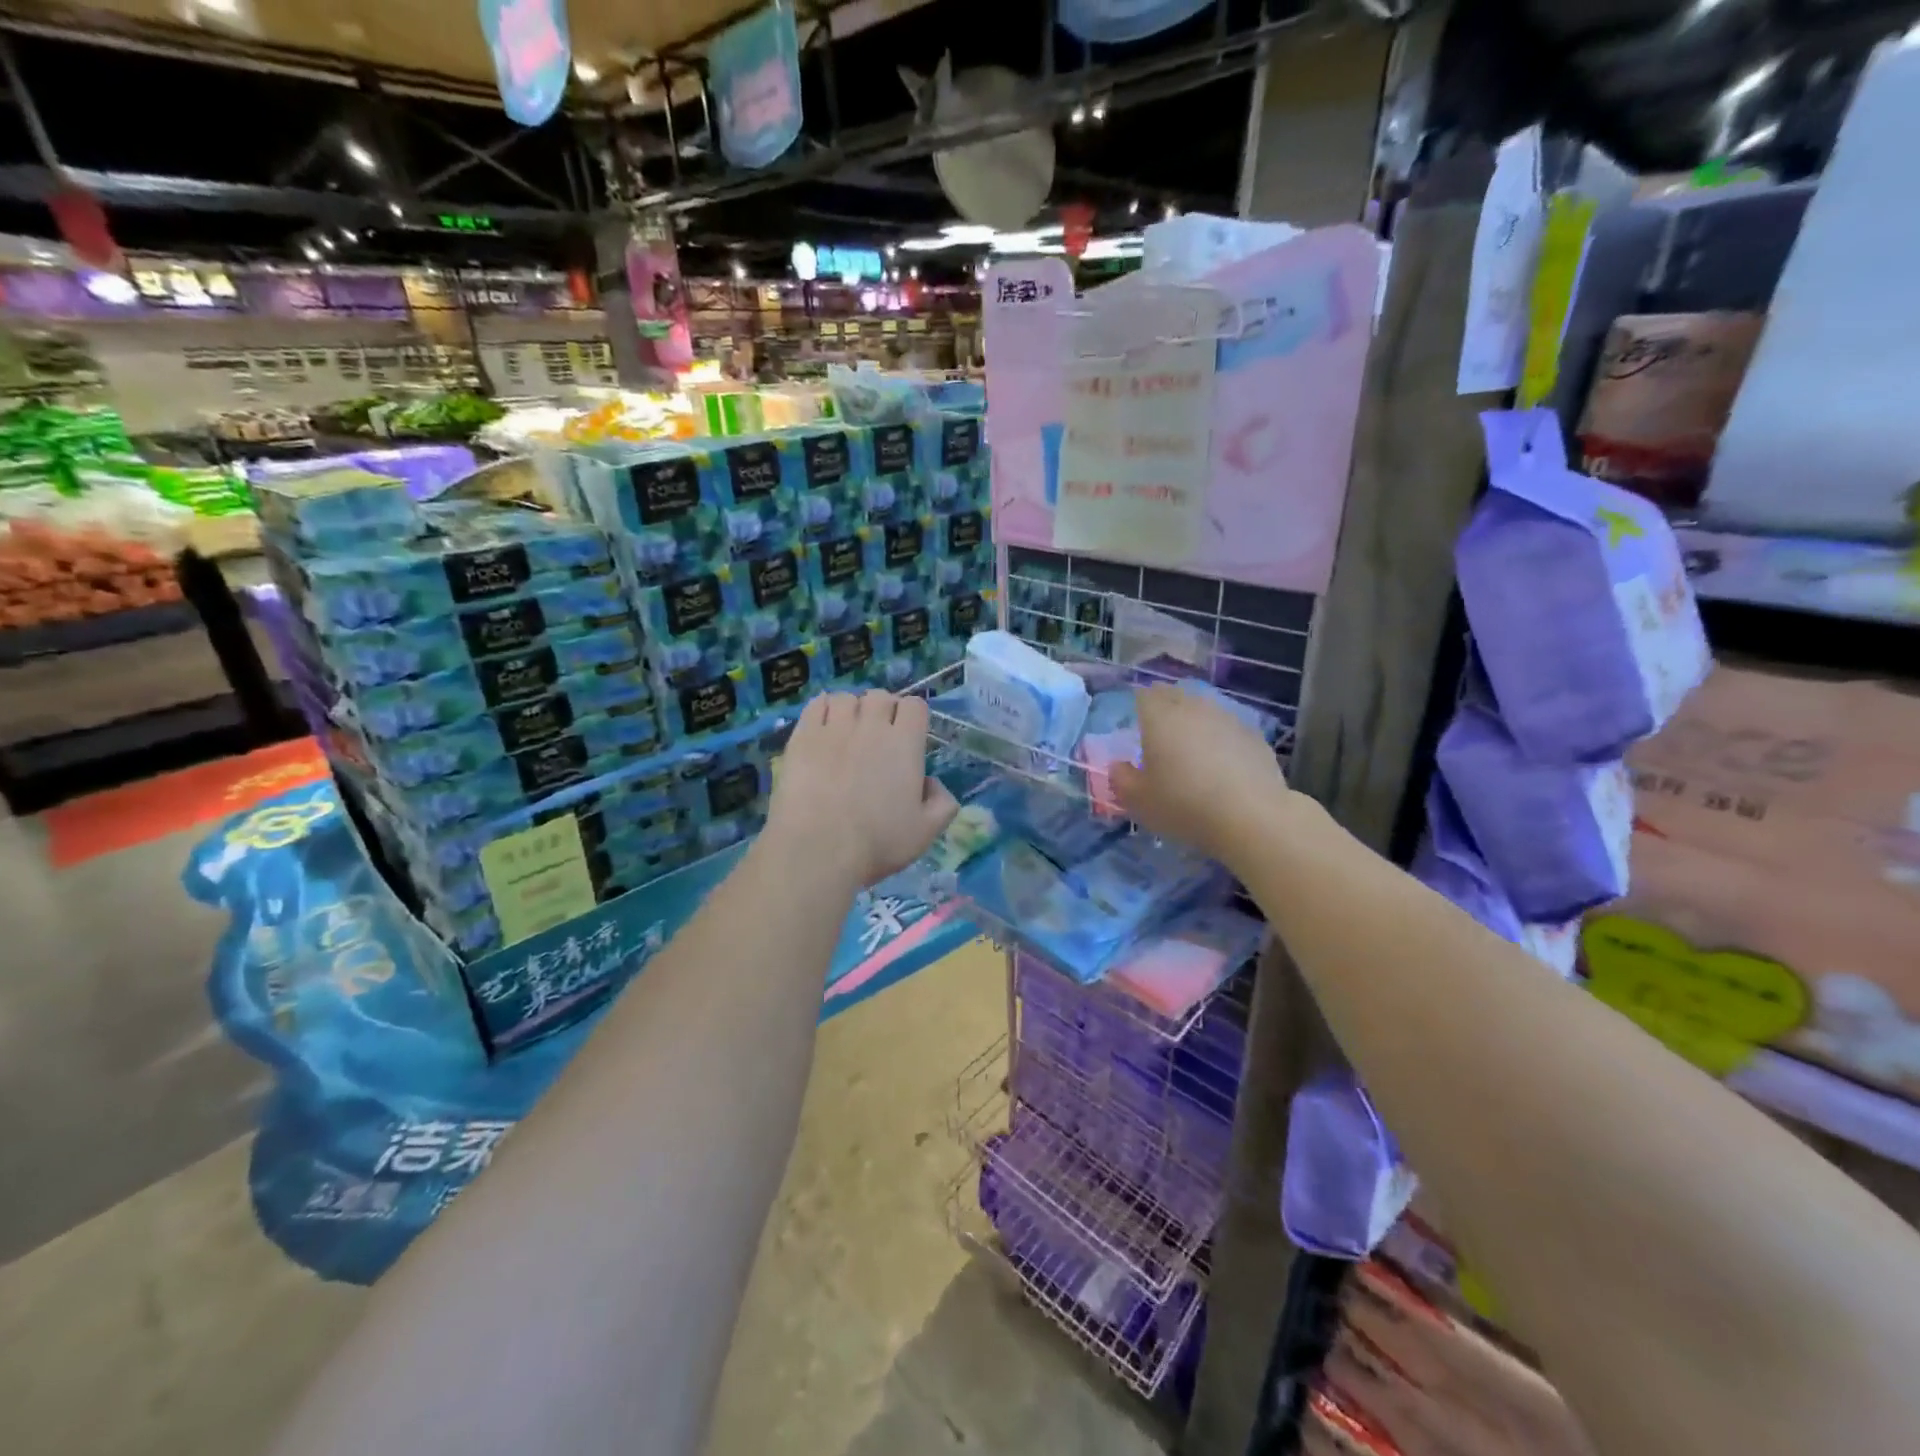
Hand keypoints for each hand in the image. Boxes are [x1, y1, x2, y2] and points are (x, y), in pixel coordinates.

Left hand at [765, 691, 958, 890]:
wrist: (818, 848)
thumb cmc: (877, 842)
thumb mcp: (926, 832)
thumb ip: (942, 803)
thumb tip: (932, 783)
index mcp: (904, 744)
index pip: (915, 706)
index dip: (914, 717)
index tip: (909, 736)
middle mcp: (871, 726)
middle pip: (880, 697)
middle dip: (883, 710)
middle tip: (878, 736)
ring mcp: (834, 728)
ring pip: (846, 698)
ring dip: (851, 709)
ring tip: (847, 730)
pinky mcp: (803, 736)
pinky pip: (815, 705)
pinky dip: (822, 709)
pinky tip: (822, 726)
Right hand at [1110, 684, 1293, 861]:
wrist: (1251, 817)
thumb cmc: (1183, 805)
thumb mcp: (1139, 801)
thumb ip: (1122, 779)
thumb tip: (1119, 766)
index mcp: (1159, 717)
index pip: (1143, 695)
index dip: (1138, 705)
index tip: (1135, 722)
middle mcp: (1193, 708)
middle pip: (1175, 695)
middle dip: (1165, 707)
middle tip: (1160, 731)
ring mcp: (1227, 718)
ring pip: (1204, 708)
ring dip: (1194, 721)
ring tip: (1191, 746)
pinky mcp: (1254, 736)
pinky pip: (1229, 728)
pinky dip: (1220, 737)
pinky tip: (1221, 761)